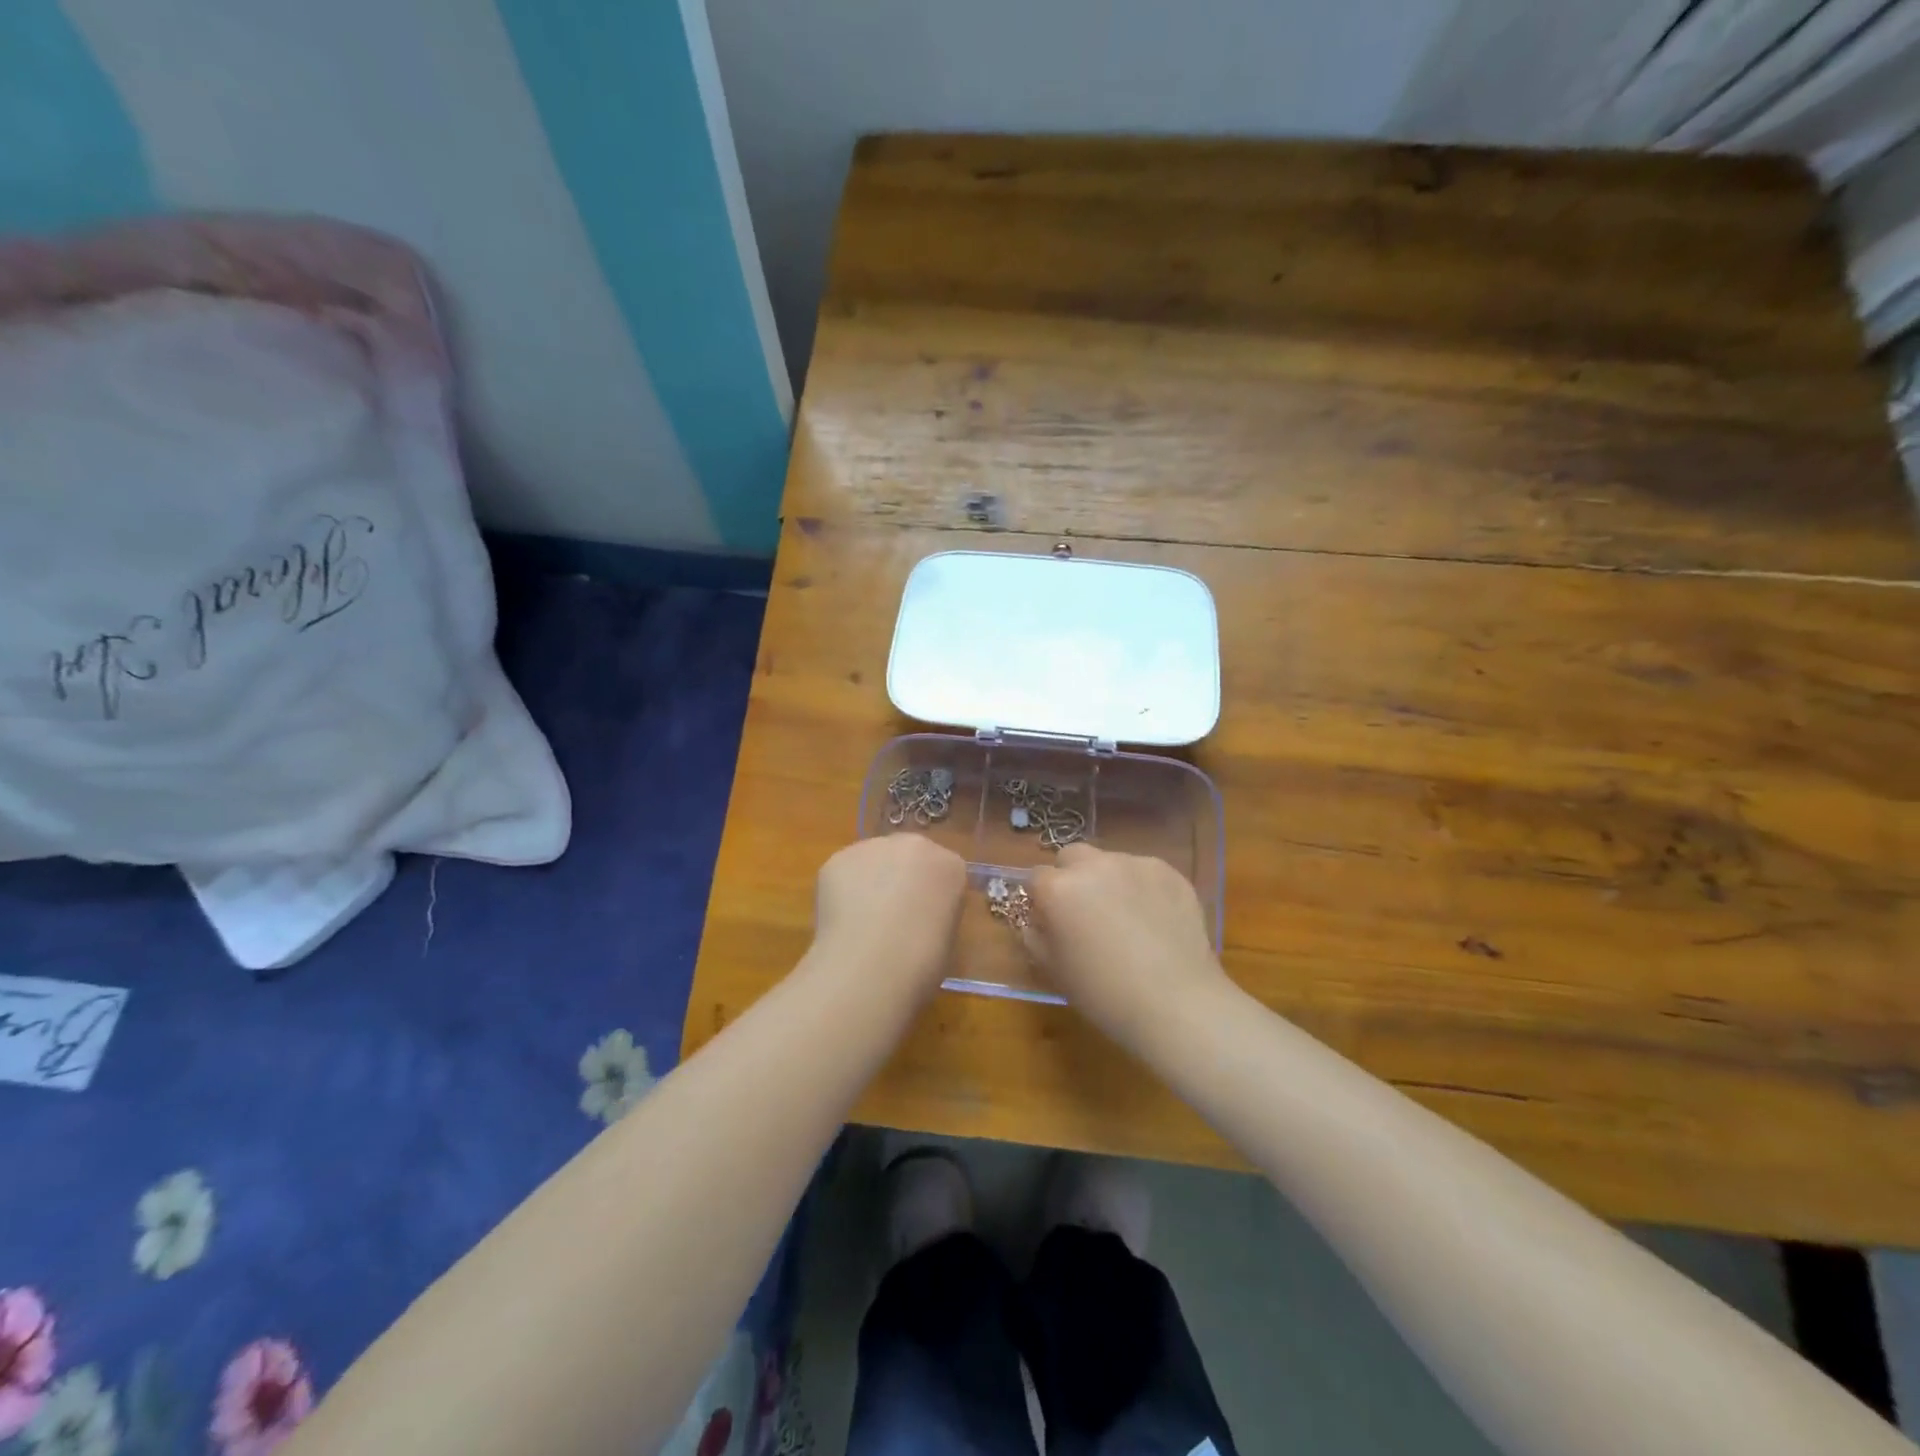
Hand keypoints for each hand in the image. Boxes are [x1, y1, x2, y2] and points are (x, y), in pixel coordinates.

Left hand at [810, 835, 966, 1000]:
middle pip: (909, 856)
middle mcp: (914, 845)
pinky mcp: (839, 859)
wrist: (870, 965)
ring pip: (874, 860)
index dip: (933, 896)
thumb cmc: (921, 962)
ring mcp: (874, 847)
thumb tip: (918, 916)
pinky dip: (842, 891)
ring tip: (862, 921)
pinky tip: (841, 921)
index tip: (925, 920)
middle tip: (892, 916)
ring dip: (871, 881)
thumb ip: (935, 913)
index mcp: (950, 866)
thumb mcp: (946, 939)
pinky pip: (845, 872)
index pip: (945, 872)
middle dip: (902, 878)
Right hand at [1026, 843, 1232, 1044]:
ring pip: (1110, 862)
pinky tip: (1155, 921)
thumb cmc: (1105, 994)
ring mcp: (1135, 864)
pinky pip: (1145, 872)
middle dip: (1071, 876)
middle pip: (1072, 856)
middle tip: (1085, 911)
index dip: (1041, 899)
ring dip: (1109, 881)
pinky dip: (1142, 888)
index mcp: (1059, 889)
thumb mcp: (1055, 970)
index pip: (1036, 877)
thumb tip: (1036, 921)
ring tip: (1126, 918)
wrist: (1177, 1004)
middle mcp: (1094, 865)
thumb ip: (1035, 936)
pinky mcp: (1170, 872)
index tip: (1051, 920)